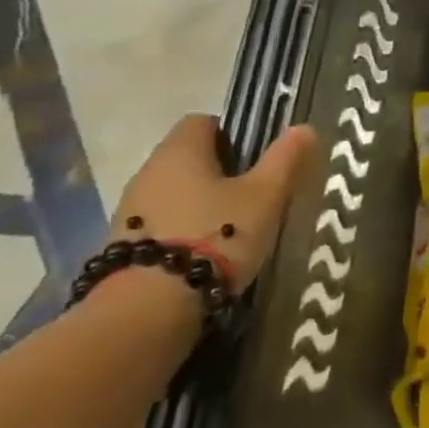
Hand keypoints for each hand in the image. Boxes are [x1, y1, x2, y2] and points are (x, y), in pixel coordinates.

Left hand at [110, 115, 316, 289]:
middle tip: (252, 197)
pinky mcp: (124, 245)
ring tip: (232, 230)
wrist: (151, 305)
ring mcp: (131, 210)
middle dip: (219, 172)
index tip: (256, 159)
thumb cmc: (218, 235)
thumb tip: (304, 127)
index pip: (203, 122)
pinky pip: (161, 224)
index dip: (233, 134)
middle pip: (187, 157)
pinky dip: (183, 231)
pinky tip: (205, 254)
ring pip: (174, 192)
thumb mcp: (265, 196)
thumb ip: (284, 160)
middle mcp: (148, 171)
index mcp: (181, 150)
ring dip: (200, 203)